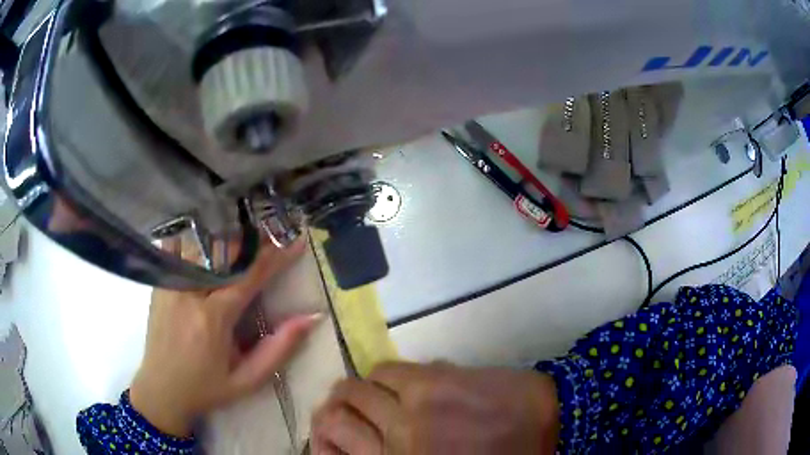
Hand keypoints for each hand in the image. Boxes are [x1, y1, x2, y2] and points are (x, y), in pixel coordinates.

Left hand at [129, 240, 319, 436]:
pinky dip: (199, 240)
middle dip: (252, 240)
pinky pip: (180, 249)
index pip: (248, 276)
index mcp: (212, 319)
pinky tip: (211, 237)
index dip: (275, 257)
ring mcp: (169, 284)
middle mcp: (187, 293)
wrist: (161, 390)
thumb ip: (279, 349)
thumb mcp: (248, 380)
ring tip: (247, 236)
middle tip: (274, 233)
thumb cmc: (206, 388)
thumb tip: (310, 317)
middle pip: (223, 251)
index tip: (296, 242)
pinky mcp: (159, 283)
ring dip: (227, 237)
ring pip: (201, 244)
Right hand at [312, 362, 559, 454]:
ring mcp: (415, 406)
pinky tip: (395, 384)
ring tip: (367, 396)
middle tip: (341, 412)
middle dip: (332, 410)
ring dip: (356, 391)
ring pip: (358, 385)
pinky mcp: (436, 378)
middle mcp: (398, 437)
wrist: (547, 424)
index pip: (334, 442)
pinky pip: (389, 369)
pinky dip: (382, 376)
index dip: (321, 438)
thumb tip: (361, 444)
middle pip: (336, 411)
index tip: (328, 438)